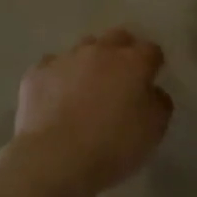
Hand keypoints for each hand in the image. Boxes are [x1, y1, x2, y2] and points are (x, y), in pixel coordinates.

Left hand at [8, 29, 172, 196]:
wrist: (55, 158)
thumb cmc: (113, 146)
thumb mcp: (154, 131)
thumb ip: (159, 103)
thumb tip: (152, 92)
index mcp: (133, 62)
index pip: (151, 50)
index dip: (152, 64)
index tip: (150, 80)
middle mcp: (100, 51)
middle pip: (117, 38)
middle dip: (123, 51)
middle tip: (121, 78)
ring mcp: (65, 59)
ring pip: (83, 48)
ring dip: (89, 62)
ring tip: (86, 88)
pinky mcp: (37, 73)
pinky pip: (52, 67)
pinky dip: (58, 78)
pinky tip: (56, 98)